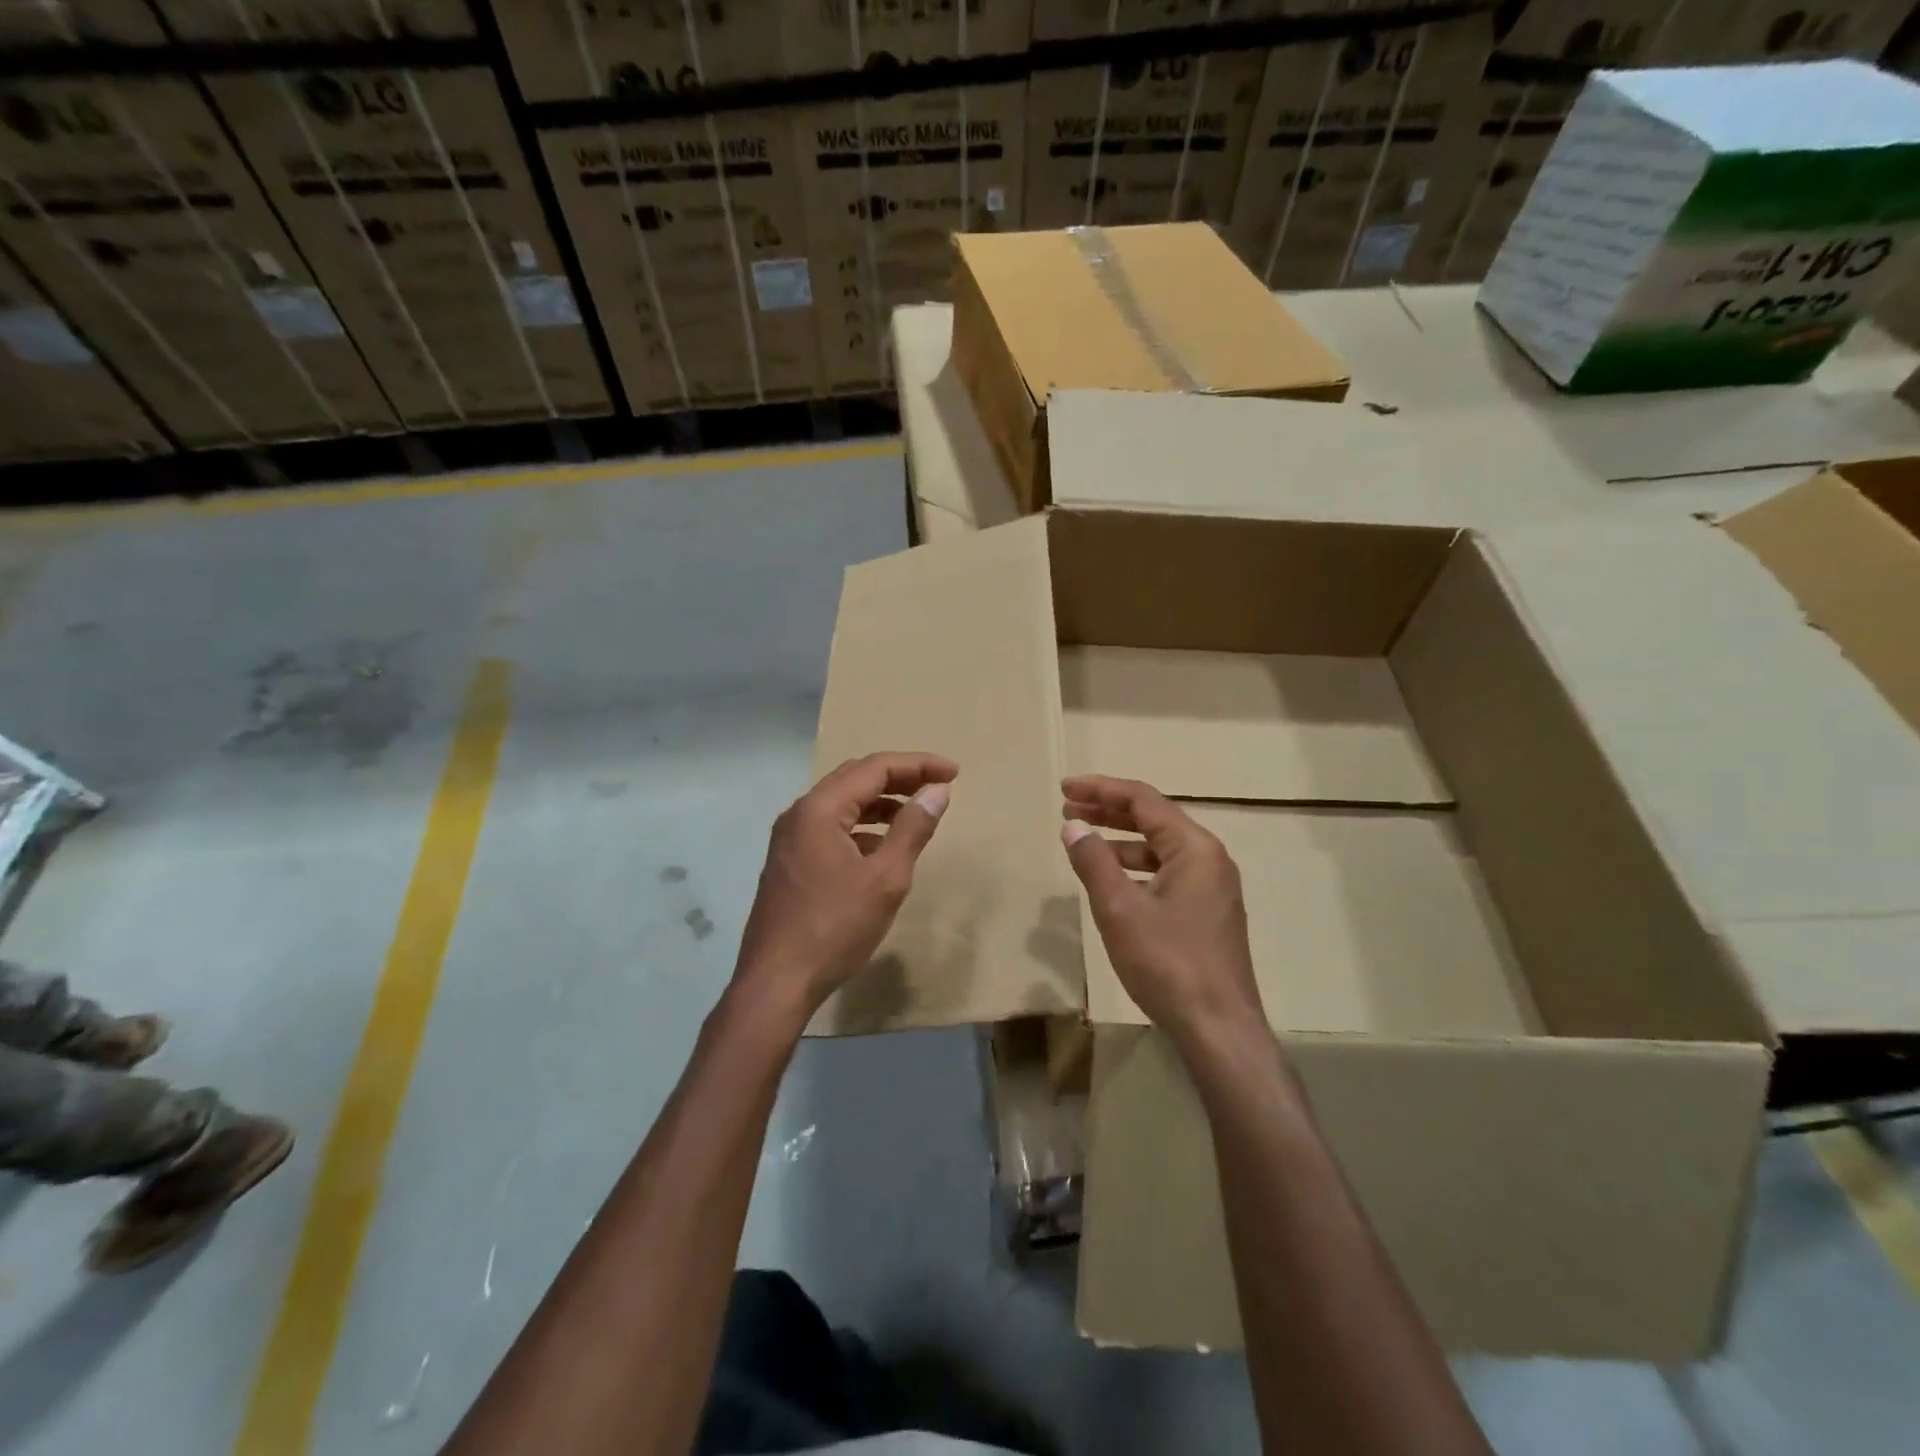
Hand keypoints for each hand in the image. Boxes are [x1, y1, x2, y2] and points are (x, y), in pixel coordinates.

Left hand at [733, 752, 956, 1025]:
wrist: (776, 983)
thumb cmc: (834, 928)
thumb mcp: (885, 878)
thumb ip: (912, 829)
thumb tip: (936, 790)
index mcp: (819, 809)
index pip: (874, 768)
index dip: (917, 765)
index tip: (953, 773)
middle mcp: (799, 814)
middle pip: (855, 779)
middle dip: (899, 778)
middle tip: (938, 786)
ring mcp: (789, 839)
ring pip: (842, 805)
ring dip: (880, 804)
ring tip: (916, 816)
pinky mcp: (789, 862)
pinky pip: (830, 829)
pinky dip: (861, 828)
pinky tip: (882, 850)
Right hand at [1060, 775, 1265, 1050]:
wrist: (1219, 1030)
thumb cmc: (1168, 963)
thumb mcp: (1120, 909)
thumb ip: (1093, 862)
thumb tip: (1073, 826)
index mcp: (1195, 848)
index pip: (1143, 800)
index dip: (1101, 789)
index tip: (1065, 789)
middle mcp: (1210, 860)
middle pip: (1154, 820)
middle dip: (1109, 812)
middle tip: (1068, 809)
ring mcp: (1213, 889)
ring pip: (1160, 850)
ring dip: (1120, 842)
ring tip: (1082, 844)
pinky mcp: (1208, 915)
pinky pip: (1167, 876)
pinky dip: (1135, 870)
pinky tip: (1112, 884)